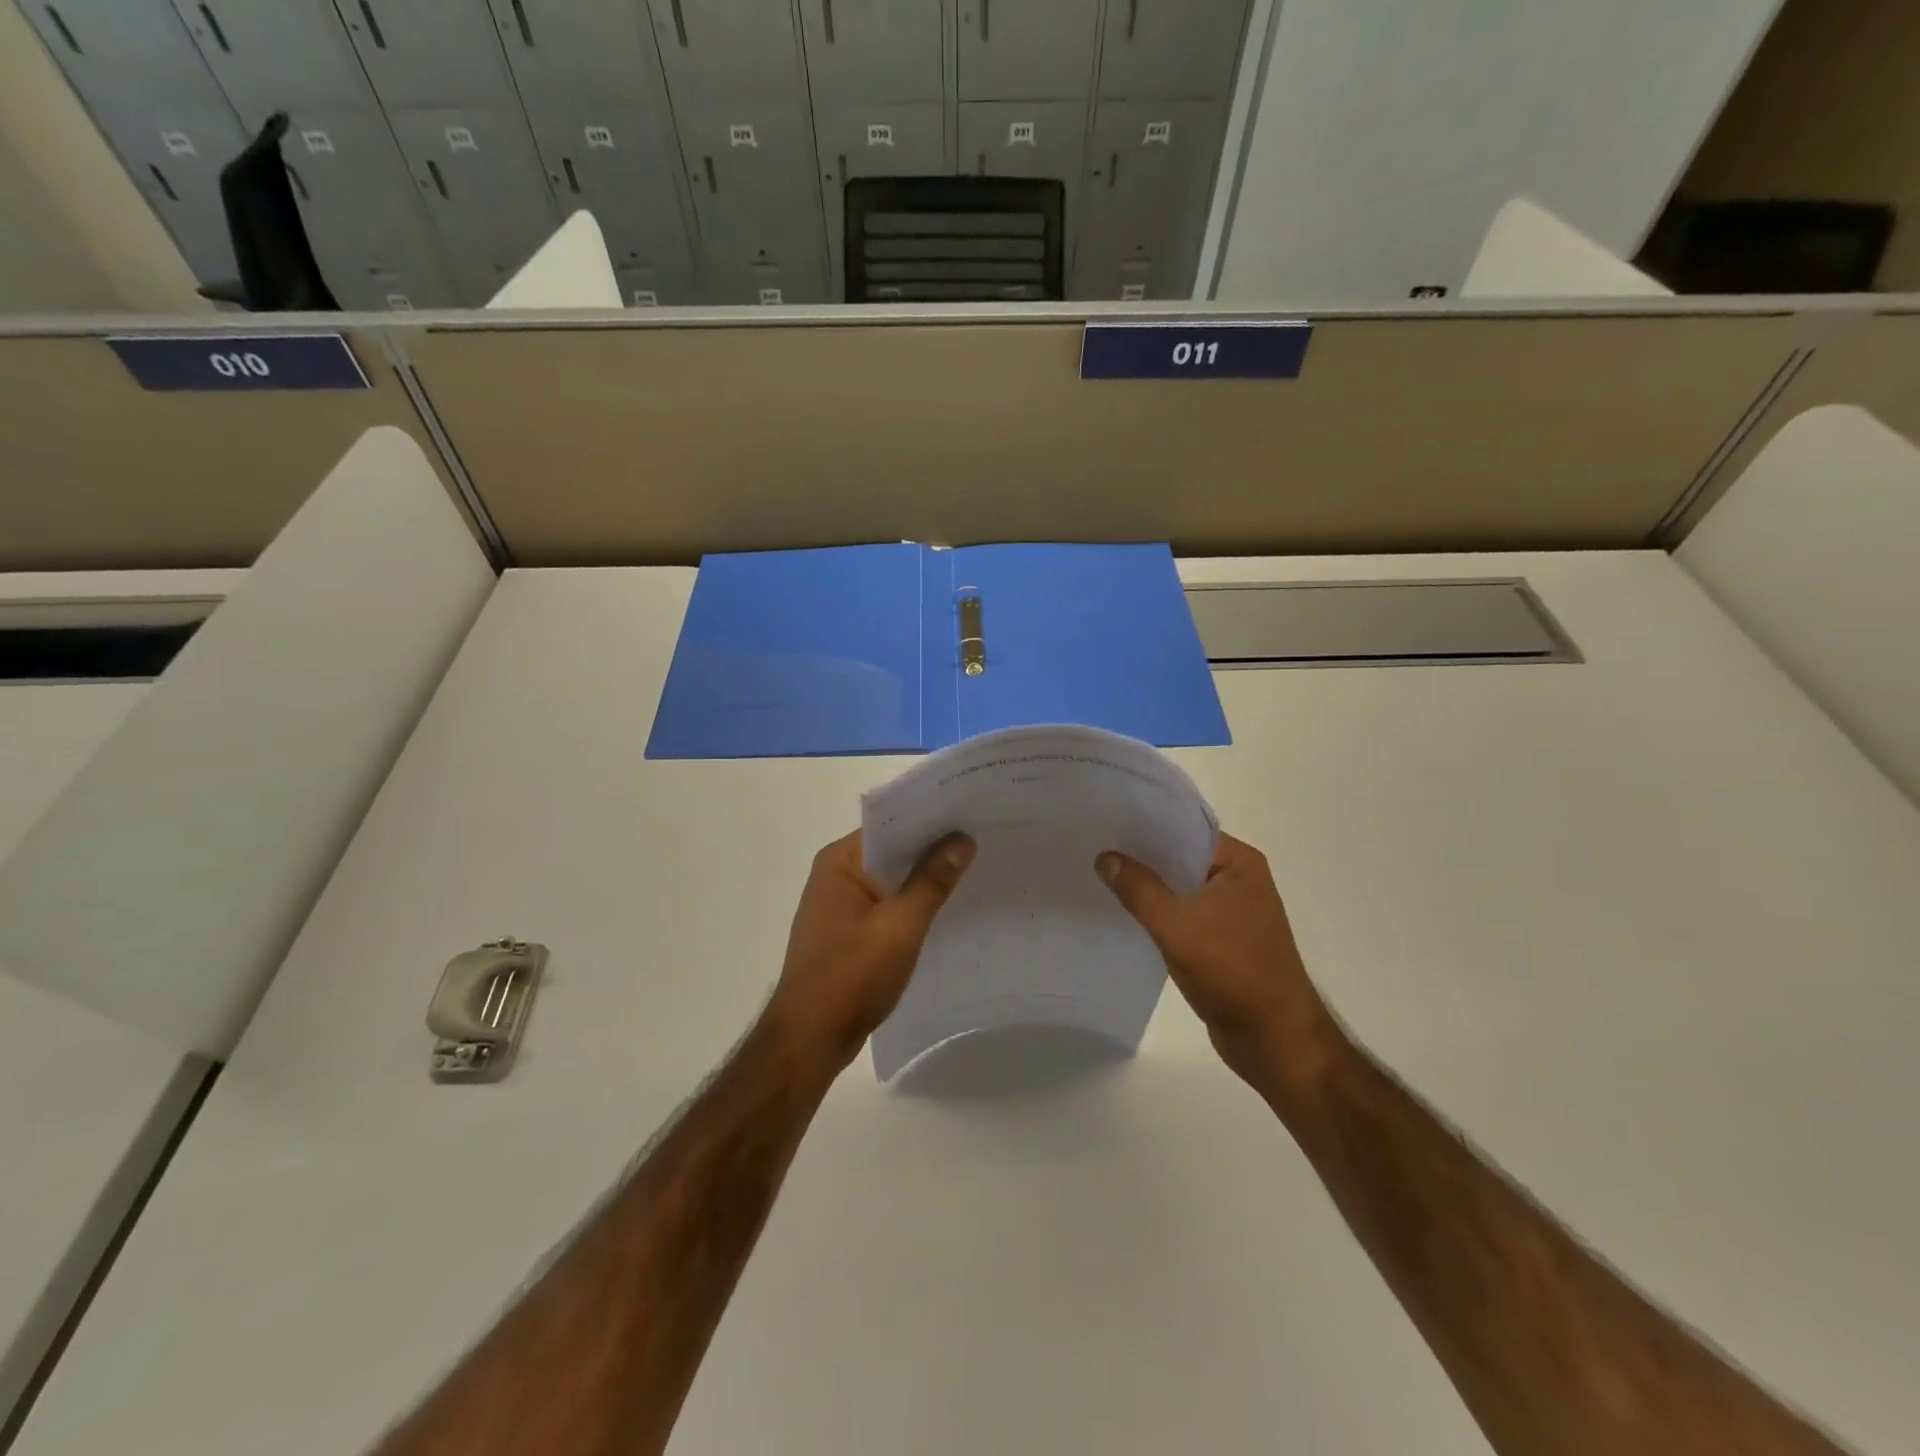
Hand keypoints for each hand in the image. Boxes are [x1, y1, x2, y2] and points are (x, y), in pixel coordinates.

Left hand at [766, 830, 974, 1072]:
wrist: (809, 1040)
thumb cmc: (851, 977)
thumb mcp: (900, 926)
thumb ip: (932, 881)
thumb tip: (962, 839)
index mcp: (840, 862)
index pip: (890, 825)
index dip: (930, 819)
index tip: (971, 813)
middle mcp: (836, 874)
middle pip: (892, 850)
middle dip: (933, 848)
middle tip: (983, 839)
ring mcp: (839, 905)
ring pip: (891, 880)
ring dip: (924, 878)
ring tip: (975, 869)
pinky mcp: (847, 931)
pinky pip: (886, 905)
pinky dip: (912, 904)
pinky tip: (947, 909)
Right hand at [1097, 833, 1345, 1091]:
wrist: (1274, 1040)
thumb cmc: (1233, 972)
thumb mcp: (1177, 926)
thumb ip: (1139, 889)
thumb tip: (1105, 857)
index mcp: (1240, 863)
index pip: (1185, 830)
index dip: (1145, 827)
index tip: (1105, 824)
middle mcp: (1239, 880)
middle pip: (1180, 858)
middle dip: (1141, 857)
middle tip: (1094, 849)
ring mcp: (1232, 911)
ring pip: (1179, 889)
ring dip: (1148, 888)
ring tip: (1101, 878)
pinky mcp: (1222, 940)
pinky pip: (1183, 915)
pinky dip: (1158, 914)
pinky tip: (1124, 915)